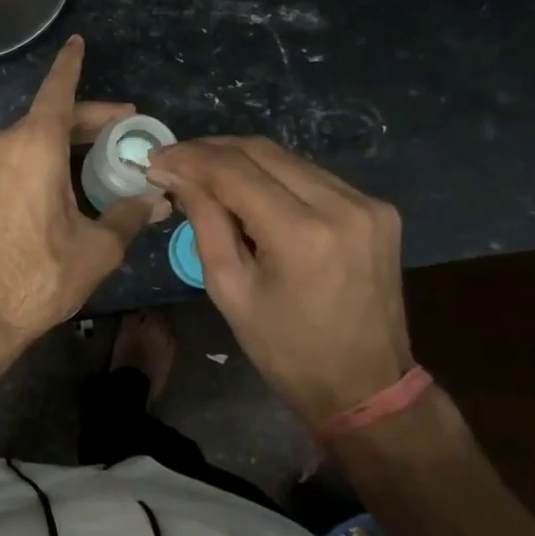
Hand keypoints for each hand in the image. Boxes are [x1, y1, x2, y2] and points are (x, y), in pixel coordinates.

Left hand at [0, 36, 165, 357]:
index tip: (77, 42)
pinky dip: (32, 166)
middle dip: (85, 121)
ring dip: (57, 147)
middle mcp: (0, 145)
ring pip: (24, 143)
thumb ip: (128, 216)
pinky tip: (49, 194)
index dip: (72, 65)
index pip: (58, 90)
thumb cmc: (37, 277)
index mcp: (34, 146)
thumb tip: (156, 199)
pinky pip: (5, 165)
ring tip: (88, 167)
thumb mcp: (96, 249)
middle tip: (120, 130)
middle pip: (47, 119)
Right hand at [146, 137, 410, 427]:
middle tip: (176, 161)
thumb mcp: (230, 290)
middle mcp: (341, 205)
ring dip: (241, 159)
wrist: (366, 385)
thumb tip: (177, 173)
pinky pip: (312, 175)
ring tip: (205, 174)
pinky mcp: (378, 208)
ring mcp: (367, 203)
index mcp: (302, 234)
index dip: (189, 158)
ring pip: (288, 158)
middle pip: (262, 151)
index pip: (233, 171)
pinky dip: (274, 176)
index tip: (156, 158)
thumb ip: (204, 222)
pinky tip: (250, 190)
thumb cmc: (286, 350)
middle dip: (211, 150)